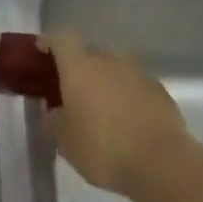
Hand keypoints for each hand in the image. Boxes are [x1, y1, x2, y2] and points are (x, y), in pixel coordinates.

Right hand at [45, 29, 189, 195]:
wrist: (162, 163)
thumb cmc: (103, 148)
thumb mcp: (64, 141)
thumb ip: (52, 120)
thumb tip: (53, 110)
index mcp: (80, 66)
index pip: (61, 38)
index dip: (49, 42)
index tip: (41, 52)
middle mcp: (109, 60)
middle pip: (89, 51)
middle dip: (78, 66)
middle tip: (71, 89)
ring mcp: (138, 72)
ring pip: (114, 67)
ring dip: (104, 80)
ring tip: (100, 106)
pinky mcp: (160, 90)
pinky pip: (134, 84)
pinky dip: (126, 94)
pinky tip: (126, 119)